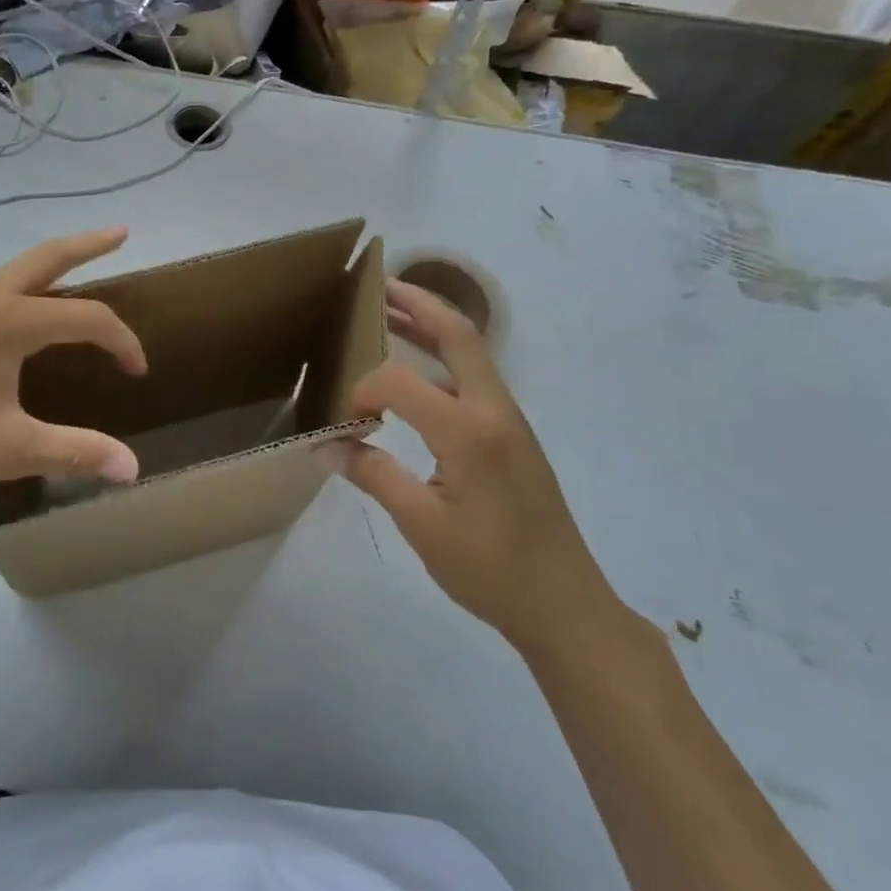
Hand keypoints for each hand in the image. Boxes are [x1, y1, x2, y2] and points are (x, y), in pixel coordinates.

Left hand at [0, 228, 146, 526]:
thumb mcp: (11, 450)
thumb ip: (76, 453)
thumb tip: (133, 470)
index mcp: (11, 320)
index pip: (88, 318)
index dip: (122, 342)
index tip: (137, 373)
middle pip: (49, 257)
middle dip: (89, 243)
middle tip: (122, 232)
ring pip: (17, 270)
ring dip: (54, 264)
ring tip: (78, 270)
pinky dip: (25, 286)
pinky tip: (22, 313)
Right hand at [321, 279, 628, 661]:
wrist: (565, 606)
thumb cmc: (491, 570)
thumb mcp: (421, 525)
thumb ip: (373, 475)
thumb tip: (326, 446)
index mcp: (470, 431)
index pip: (401, 383)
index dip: (363, 391)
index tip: (343, 422)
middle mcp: (494, 410)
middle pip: (458, 334)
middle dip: (418, 303)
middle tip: (378, 285)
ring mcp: (509, 419)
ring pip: (470, 352)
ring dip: (432, 326)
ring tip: (391, 311)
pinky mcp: (512, 434)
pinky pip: (474, 377)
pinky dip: (442, 357)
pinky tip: (418, 370)